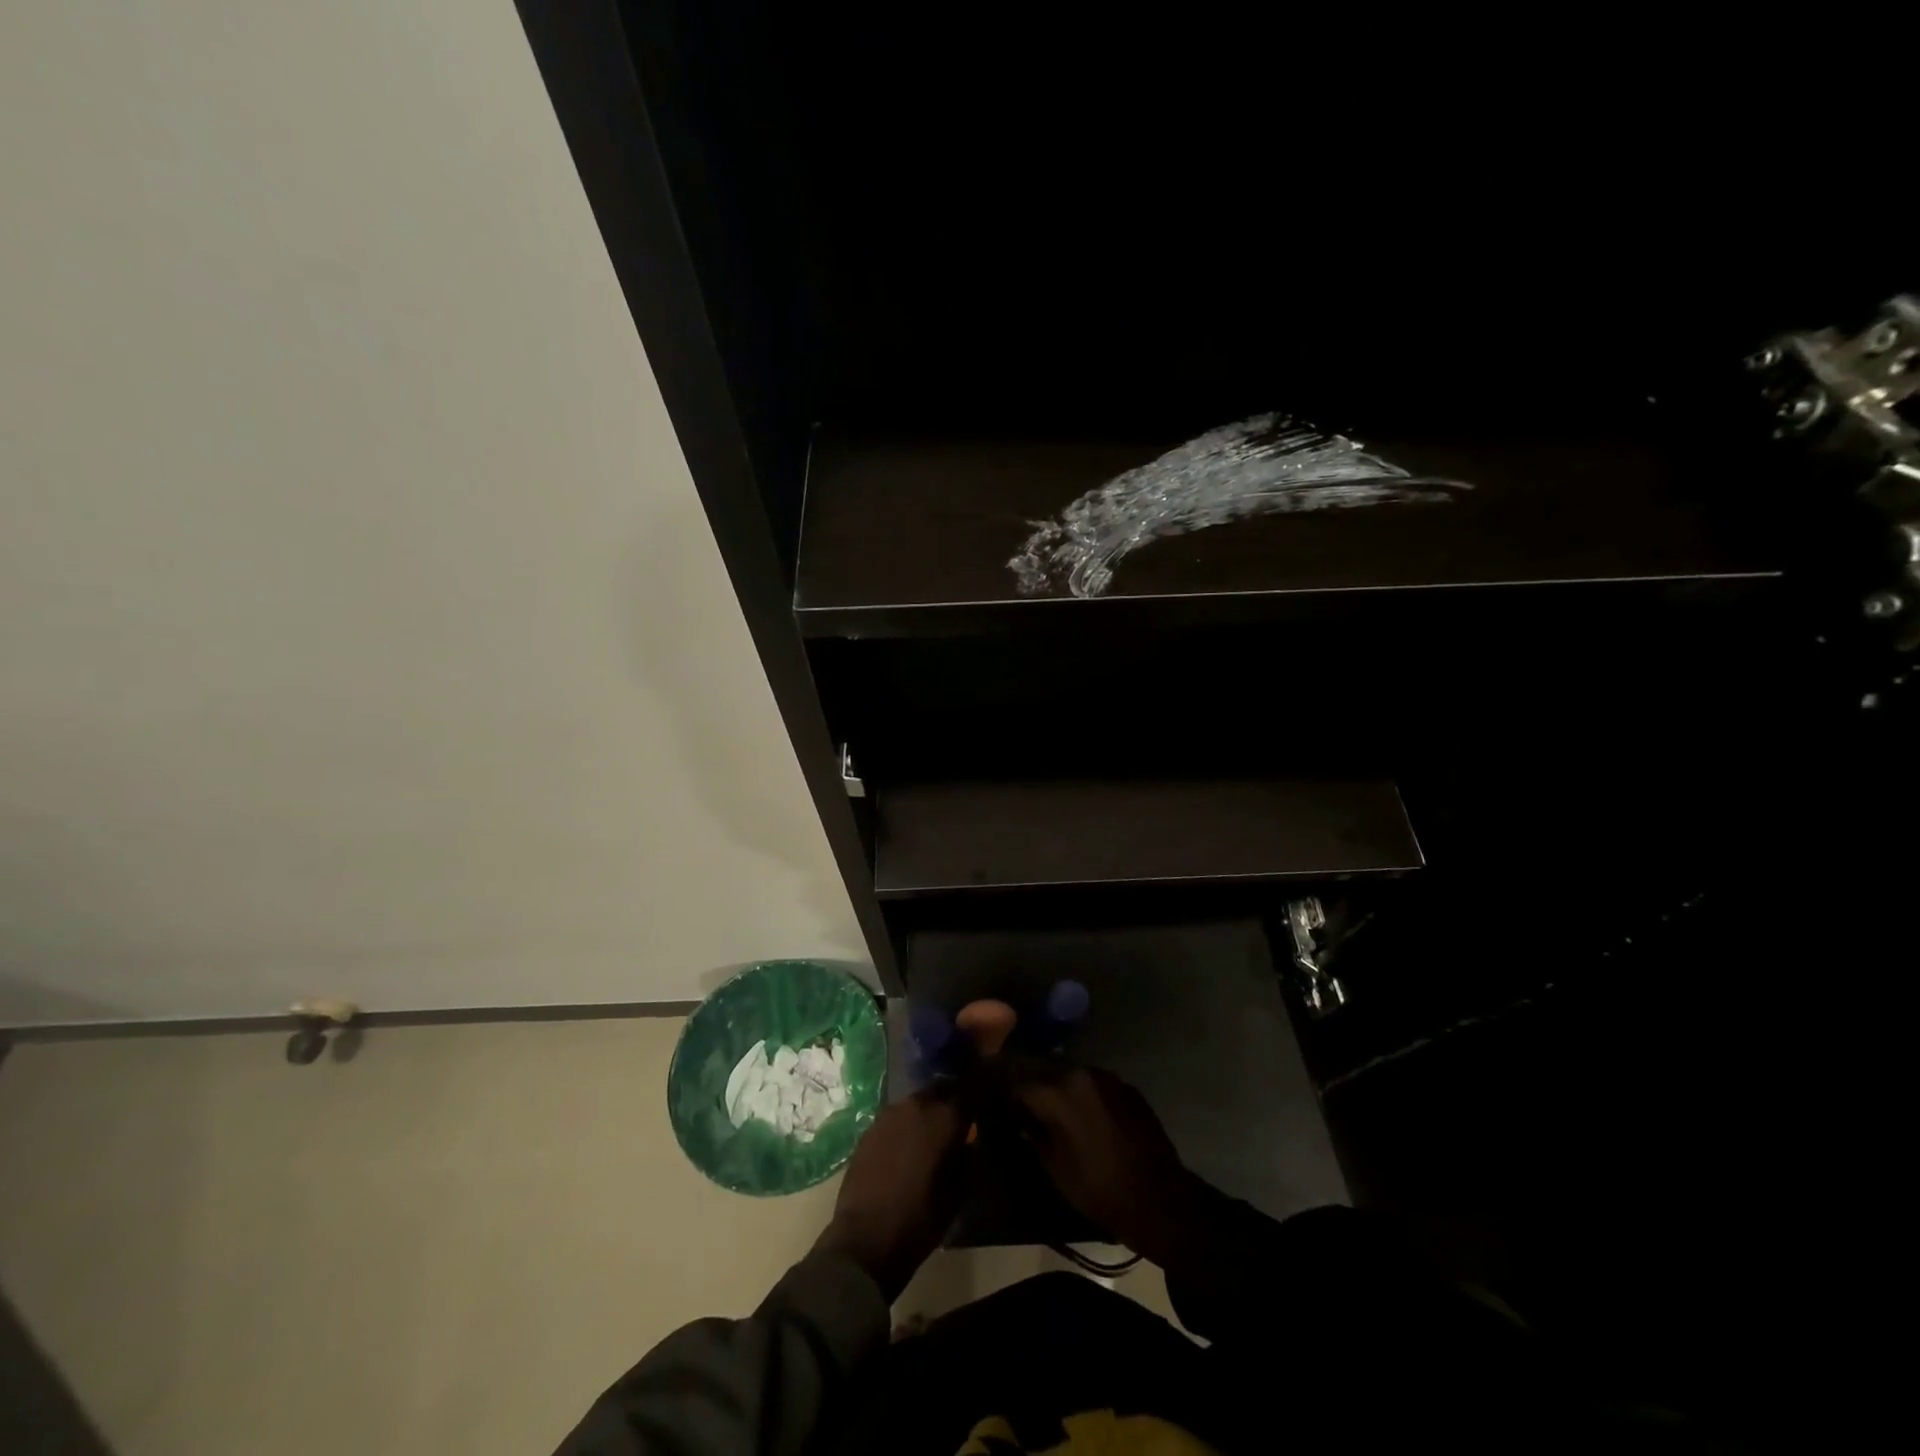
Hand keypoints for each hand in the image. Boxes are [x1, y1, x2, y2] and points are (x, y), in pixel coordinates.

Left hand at [813, 1088, 967, 1299]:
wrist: (865, 1238)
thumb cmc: (919, 1220)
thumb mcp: (957, 1193)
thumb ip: (968, 1158)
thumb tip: (971, 1139)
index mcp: (943, 1118)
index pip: (971, 1090)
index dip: (983, 1090)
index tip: (991, 1096)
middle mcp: (917, 1105)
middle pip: (942, 1088)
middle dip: (954, 1097)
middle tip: (962, 1115)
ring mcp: (890, 1113)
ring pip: (918, 1100)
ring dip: (929, 1109)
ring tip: (935, 1129)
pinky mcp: (870, 1127)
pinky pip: (898, 1115)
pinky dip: (908, 1122)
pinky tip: (909, 1142)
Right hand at [1004, 1062, 1201, 1262]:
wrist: (1159, 1199)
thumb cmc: (1100, 1188)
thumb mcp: (1055, 1167)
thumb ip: (1033, 1134)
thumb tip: (1019, 1118)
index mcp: (1060, 1091)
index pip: (1020, 1080)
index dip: (1004, 1090)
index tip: (996, 1100)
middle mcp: (1082, 1073)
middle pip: (1044, 1069)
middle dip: (1029, 1082)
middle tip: (1017, 1098)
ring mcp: (1108, 1078)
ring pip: (1070, 1073)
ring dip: (1055, 1085)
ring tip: (1047, 1105)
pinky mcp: (1127, 1088)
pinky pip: (1093, 1083)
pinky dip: (1081, 1092)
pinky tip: (1079, 1112)